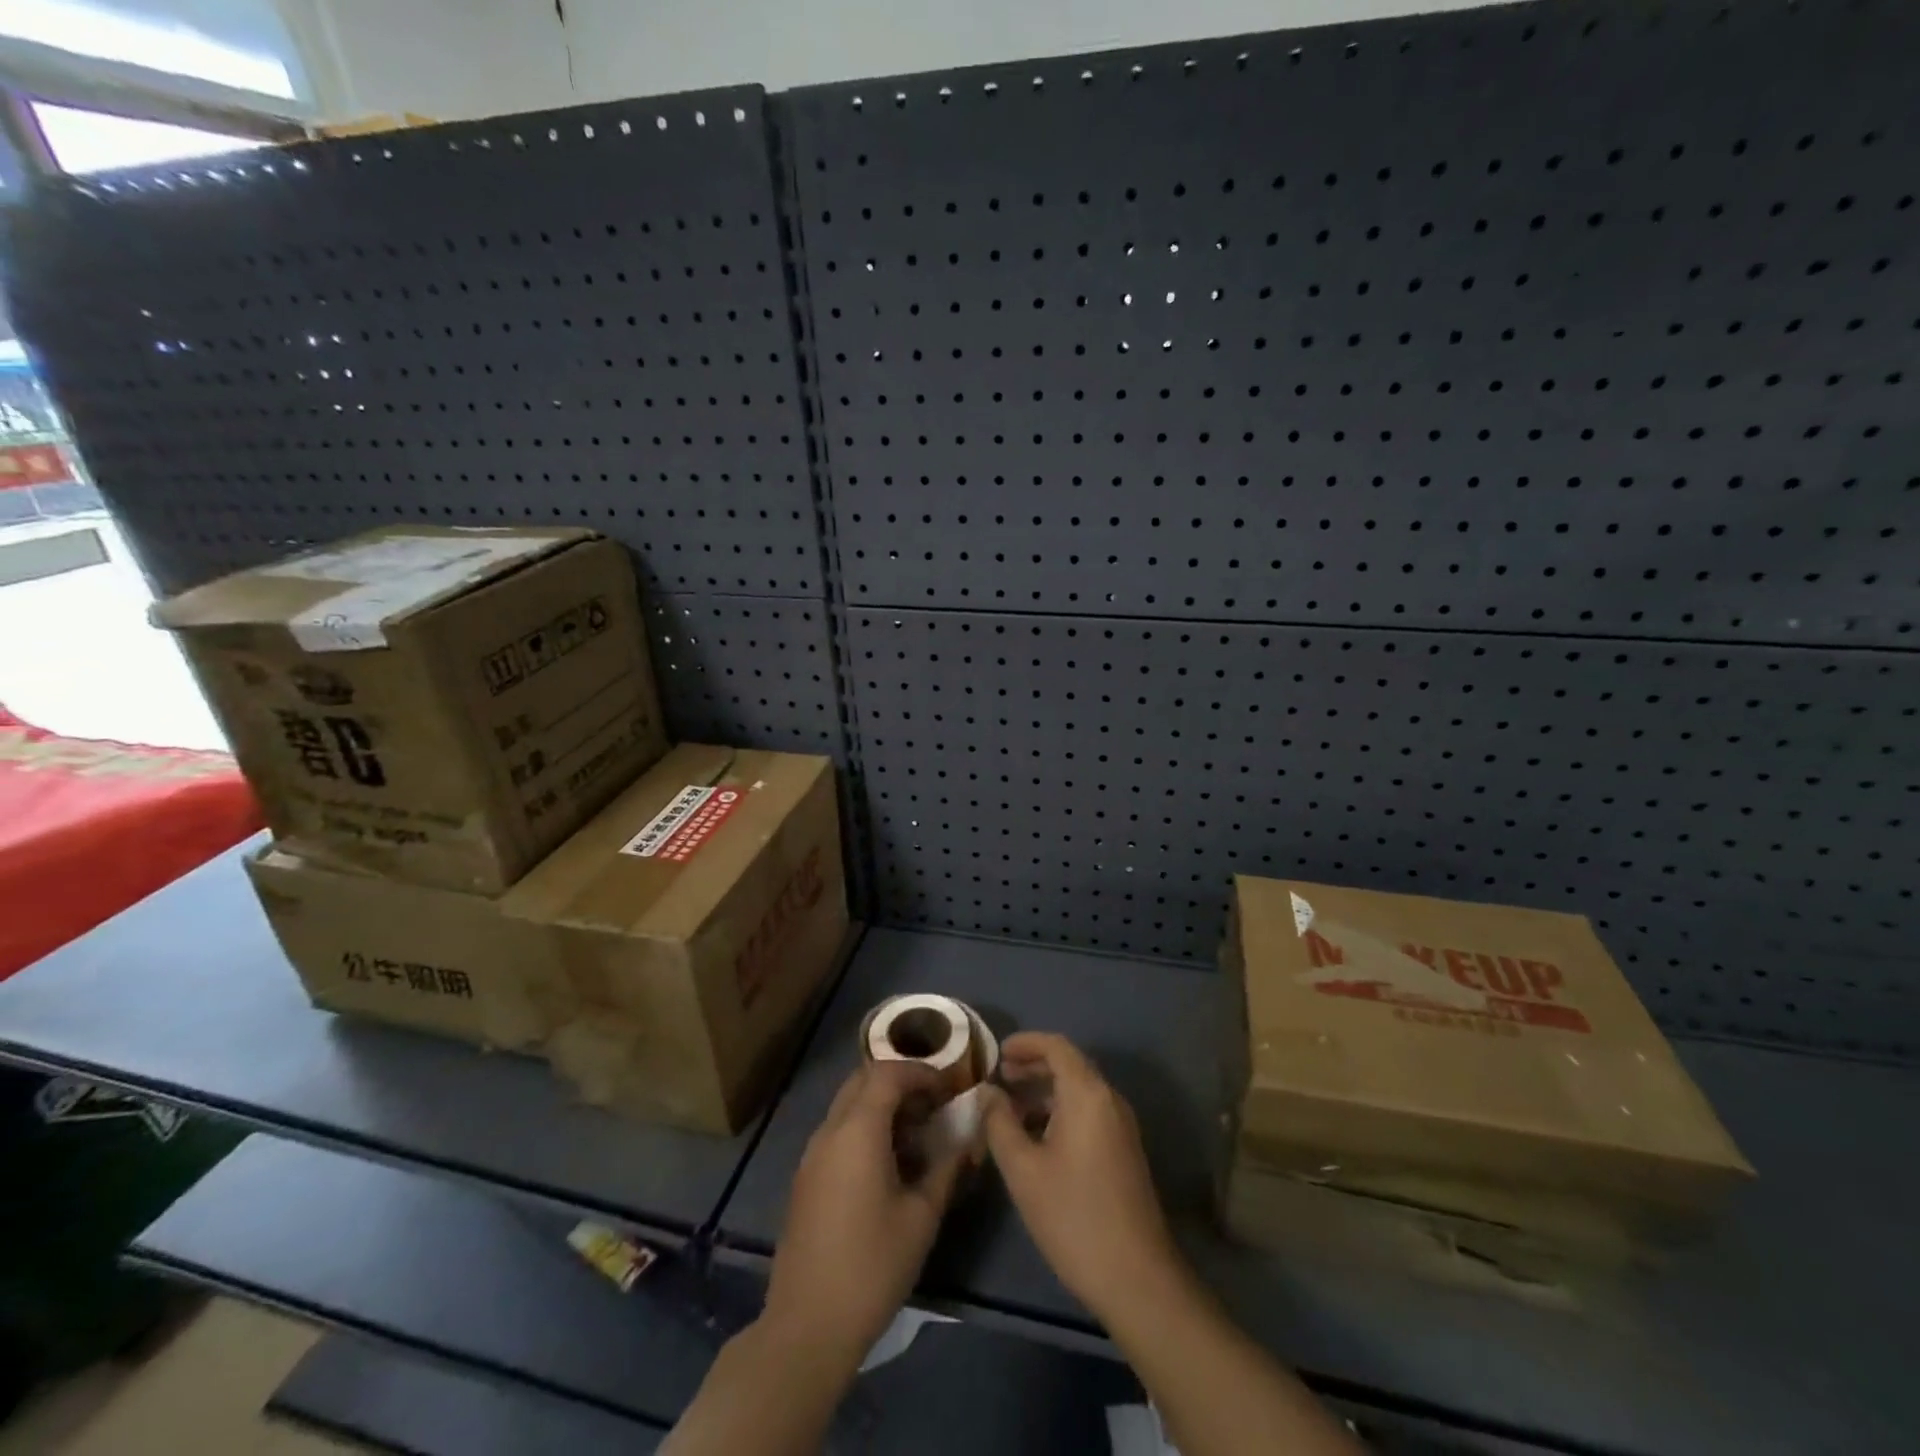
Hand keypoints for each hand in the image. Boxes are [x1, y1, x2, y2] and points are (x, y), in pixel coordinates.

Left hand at [762, 1060, 966, 1371]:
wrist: (807, 1325)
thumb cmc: (872, 1265)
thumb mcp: (922, 1217)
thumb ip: (946, 1168)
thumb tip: (966, 1139)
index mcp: (857, 1130)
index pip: (888, 1073)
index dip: (921, 1072)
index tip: (948, 1088)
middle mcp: (830, 1130)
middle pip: (863, 1080)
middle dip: (900, 1082)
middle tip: (933, 1105)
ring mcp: (812, 1154)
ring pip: (848, 1105)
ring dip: (881, 1105)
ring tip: (916, 1134)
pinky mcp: (806, 1178)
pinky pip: (838, 1131)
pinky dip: (864, 1128)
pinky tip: (889, 1163)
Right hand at [981, 1032, 1181, 1326]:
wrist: (1136, 1278)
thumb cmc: (1073, 1216)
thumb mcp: (1023, 1170)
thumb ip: (1000, 1123)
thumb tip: (988, 1092)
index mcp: (1087, 1094)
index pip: (1056, 1046)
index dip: (1025, 1043)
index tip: (997, 1053)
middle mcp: (1109, 1100)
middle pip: (1069, 1064)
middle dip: (1033, 1066)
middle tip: (1000, 1079)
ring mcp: (1121, 1126)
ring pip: (1079, 1090)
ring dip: (1045, 1091)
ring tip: (1011, 1109)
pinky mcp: (1124, 1150)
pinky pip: (1089, 1112)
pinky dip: (1060, 1110)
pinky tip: (1036, 1138)